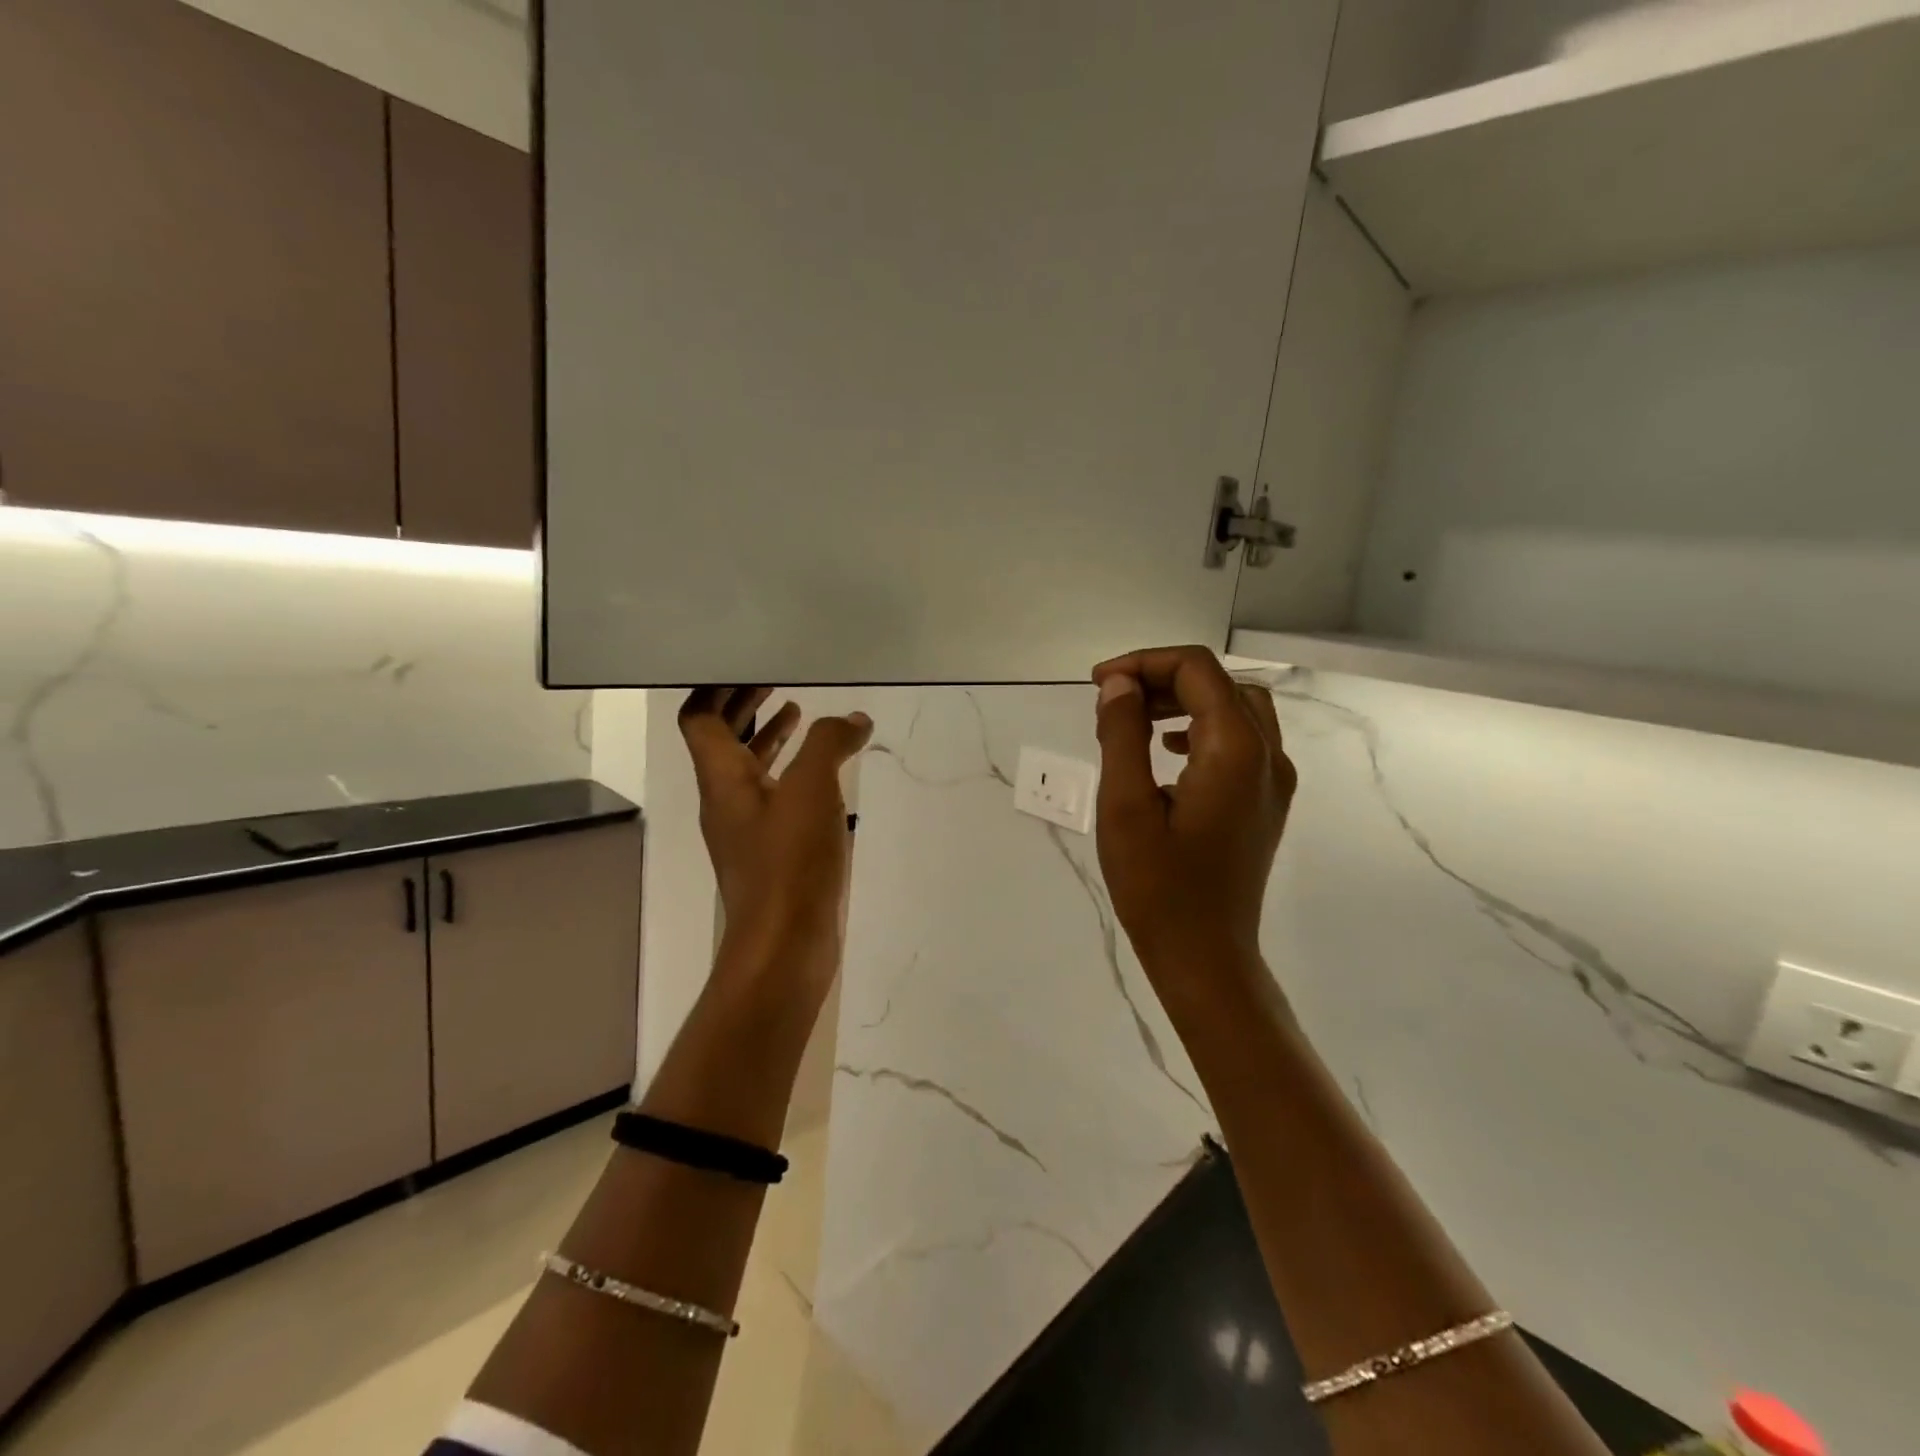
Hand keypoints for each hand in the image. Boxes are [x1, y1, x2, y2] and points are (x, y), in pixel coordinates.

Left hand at [678, 688, 872, 997]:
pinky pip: (775, 798)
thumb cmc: (790, 863)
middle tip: (775, 680)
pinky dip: (792, 774)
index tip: (744, 663)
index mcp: (722, 779)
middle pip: (721, 741)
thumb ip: (829, 744)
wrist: (786, 948)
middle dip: (744, 706)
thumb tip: (853, 719)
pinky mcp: (771, 854)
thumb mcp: (812, 790)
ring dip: (769, 739)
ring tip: (801, 716)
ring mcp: (747, 831)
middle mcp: (726, 801)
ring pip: (750, 770)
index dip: (715, 687)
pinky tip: (825, 776)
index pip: (699, 719)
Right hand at [1090, 646, 1295, 979]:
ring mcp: (1272, 781)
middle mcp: (1267, 755)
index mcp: (1235, 750)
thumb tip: (1119, 684)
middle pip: (1219, 684)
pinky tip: (1166, 752)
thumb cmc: (1158, 887)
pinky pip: (1240, 741)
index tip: (1098, 684)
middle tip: (1112, 701)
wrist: (1205, 956)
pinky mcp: (1265, 802)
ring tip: (1134, 720)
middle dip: (1162, 679)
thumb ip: (1122, 735)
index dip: (1143, 663)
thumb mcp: (1123, 806)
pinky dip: (1201, 729)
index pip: (1196, 670)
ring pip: (1235, 709)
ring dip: (1184, 701)